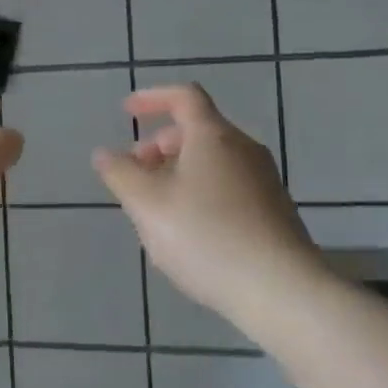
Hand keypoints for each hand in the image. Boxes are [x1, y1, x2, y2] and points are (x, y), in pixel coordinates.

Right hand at [92, 83, 316, 321]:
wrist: (282, 291)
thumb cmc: (206, 237)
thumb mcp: (147, 205)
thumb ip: (120, 174)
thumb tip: (104, 154)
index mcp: (213, 136)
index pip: (184, 96)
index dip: (152, 98)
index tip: (127, 112)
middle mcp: (244, 149)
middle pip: (198, 130)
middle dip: (160, 144)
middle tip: (135, 172)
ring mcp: (264, 181)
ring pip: (213, 161)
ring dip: (179, 171)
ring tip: (156, 208)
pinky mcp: (275, 212)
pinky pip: (229, 186)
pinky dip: (201, 192)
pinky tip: (190, 232)